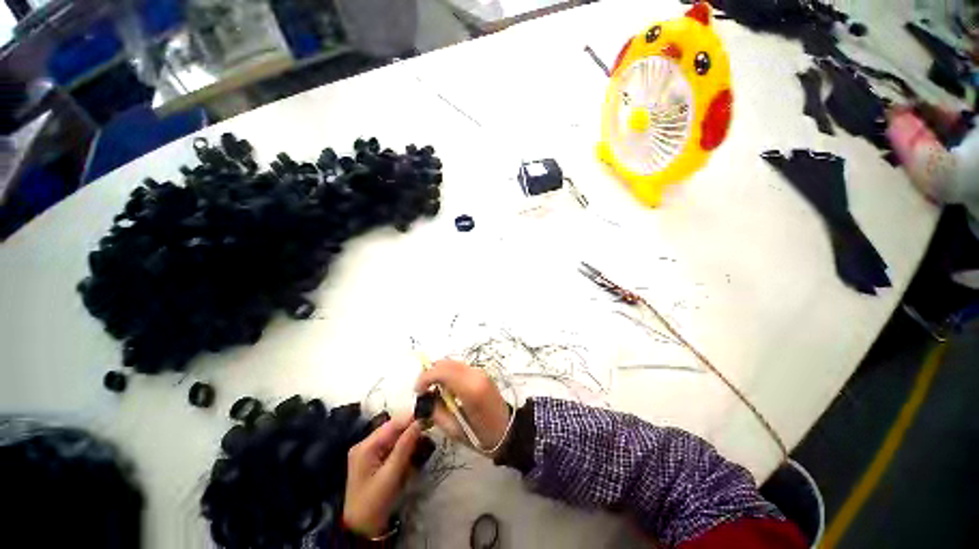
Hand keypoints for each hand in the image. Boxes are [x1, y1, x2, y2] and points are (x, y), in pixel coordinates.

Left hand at [343, 414, 420, 536]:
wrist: (361, 529)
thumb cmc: (374, 503)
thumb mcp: (391, 475)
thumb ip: (404, 447)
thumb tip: (419, 422)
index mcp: (366, 446)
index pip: (393, 424)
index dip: (411, 418)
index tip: (430, 415)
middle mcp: (366, 444)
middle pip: (393, 428)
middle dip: (411, 428)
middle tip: (430, 429)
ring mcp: (369, 452)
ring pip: (394, 436)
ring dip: (409, 438)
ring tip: (425, 442)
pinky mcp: (374, 459)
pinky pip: (392, 446)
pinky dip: (404, 447)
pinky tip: (414, 452)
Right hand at [415, 360, 510, 455]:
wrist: (508, 431)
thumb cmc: (481, 436)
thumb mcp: (454, 430)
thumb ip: (436, 411)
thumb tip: (424, 398)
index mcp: (470, 389)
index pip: (442, 372)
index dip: (425, 378)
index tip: (418, 391)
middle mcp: (475, 374)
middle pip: (446, 363)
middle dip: (430, 373)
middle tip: (423, 390)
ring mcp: (480, 371)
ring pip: (452, 363)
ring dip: (439, 373)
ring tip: (433, 390)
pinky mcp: (481, 373)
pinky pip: (460, 367)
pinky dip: (449, 373)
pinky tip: (447, 388)